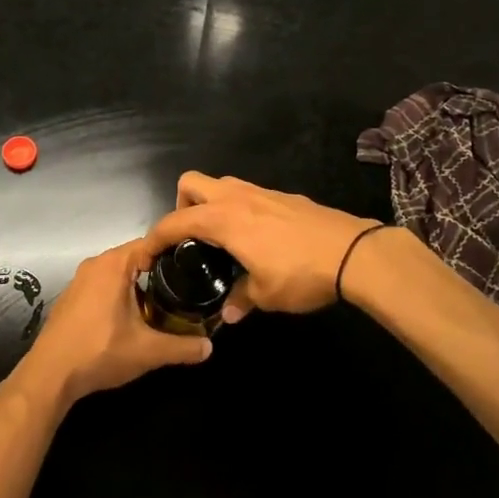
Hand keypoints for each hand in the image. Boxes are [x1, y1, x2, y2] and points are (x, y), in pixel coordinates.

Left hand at [15, 239, 211, 408]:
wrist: (49, 375)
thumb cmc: (100, 352)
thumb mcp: (148, 351)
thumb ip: (182, 347)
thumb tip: (210, 347)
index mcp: (115, 264)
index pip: (152, 243)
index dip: (176, 253)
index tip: (196, 267)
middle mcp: (96, 264)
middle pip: (136, 257)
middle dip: (160, 271)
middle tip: (185, 288)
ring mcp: (80, 280)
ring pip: (119, 272)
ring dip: (139, 285)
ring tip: (164, 303)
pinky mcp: (72, 297)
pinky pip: (104, 285)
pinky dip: (120, 294)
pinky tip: (132, 316)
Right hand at [145, 172, 385, 322]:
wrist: (352, 252)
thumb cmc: (301, 273)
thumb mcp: (266, 295)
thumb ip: (241, 300)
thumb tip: (229, 314)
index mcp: (223, 219)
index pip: (174, 221)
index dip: (153, 238)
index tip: (146, 256)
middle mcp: (236, 197)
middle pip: (191, 183)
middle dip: (181, 206)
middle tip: (189, 238)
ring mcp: (261, 191)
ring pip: (220, 184)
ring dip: (210, 204)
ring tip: (219, 238)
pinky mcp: (282, 196)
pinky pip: (246, 193)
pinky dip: (237, 208)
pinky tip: (253, 237)